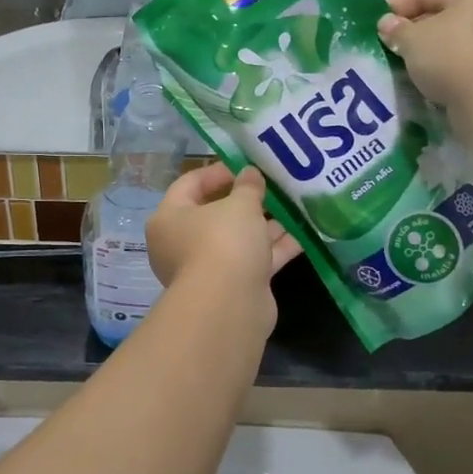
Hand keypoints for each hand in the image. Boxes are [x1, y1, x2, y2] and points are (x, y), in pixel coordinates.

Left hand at [148, 164, 301, 327]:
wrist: (229, 306)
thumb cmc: (223, 242)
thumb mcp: (239, 205)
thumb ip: (248, 186)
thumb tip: (250, 173)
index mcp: (169, 218)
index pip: (189, 184)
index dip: (218, 171)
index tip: (246, 166)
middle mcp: (182, 243)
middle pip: (215, 213)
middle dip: (246, 201)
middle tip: (272, 186)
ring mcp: (207, 268)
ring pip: (238, 239)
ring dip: (264, 224)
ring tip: (293, 206)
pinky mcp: (233, 287)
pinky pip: (253, 260)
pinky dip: (274, 248)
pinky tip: (302, 235)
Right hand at [377, 0, 472, 113]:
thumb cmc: (451, 55)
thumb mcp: (413, 39)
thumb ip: (396, 29)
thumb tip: (387, 23)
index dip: (397, 4)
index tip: (375, 23)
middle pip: (441, 16)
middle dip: (412, 30)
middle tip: (387, 45)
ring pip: (450, 43)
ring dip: (426, 53)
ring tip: (401, 65)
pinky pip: (460, 65)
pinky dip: (440, 71)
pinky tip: (423, 82)